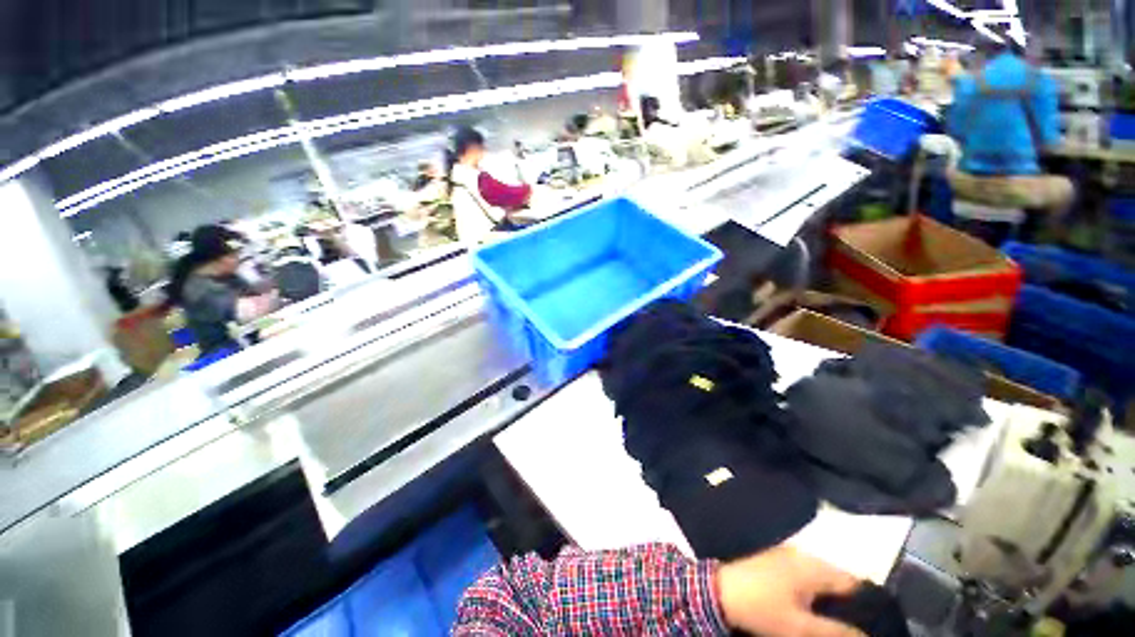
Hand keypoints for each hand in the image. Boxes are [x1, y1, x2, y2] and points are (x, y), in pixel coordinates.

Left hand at [716, 545, 864, 636]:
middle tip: (855, 626)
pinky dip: (816, 591)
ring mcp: (789, 555)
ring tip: (836, 620)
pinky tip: (814, 608)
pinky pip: (807, 575)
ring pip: (823, 577)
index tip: (875, 624)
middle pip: (839, 579)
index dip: (868, 604)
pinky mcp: (777, 561)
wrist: (721, 591)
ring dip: (832, 598)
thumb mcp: (801, 628)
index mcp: (813, 567)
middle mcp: (804, 555)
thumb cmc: (762, 608)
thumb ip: (837, 632)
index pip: (854, 583)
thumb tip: (868, 636)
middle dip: (850, 603)